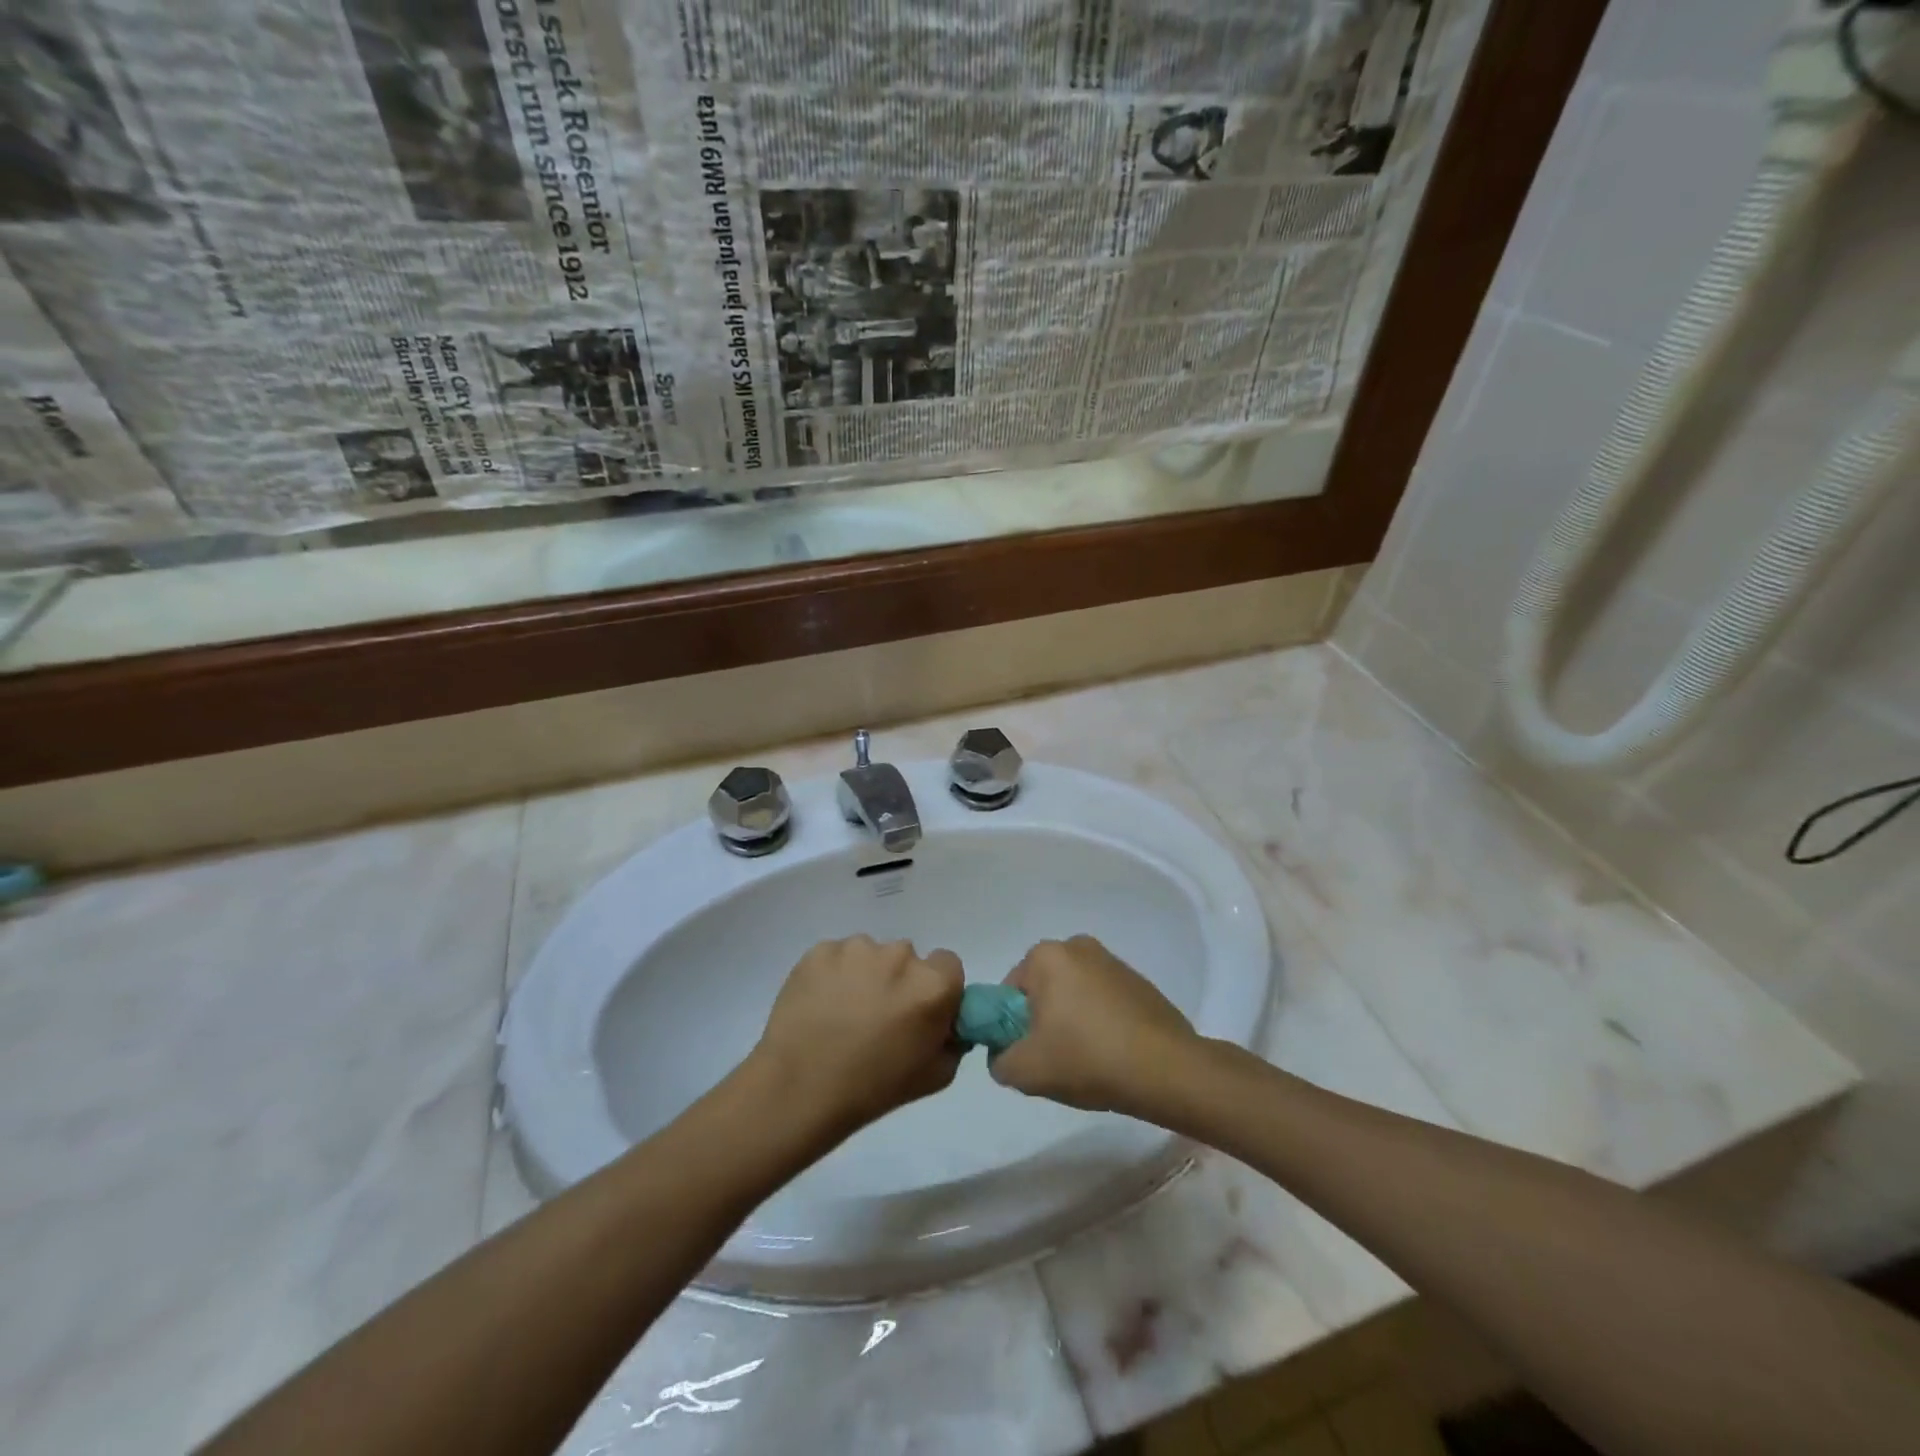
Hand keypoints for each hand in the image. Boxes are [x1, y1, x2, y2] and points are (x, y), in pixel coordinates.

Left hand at [748, 935, 964, 1137]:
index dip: (936, 988)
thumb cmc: (873, 1089)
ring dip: (865, 976)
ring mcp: (857, 948)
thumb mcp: (935, 1076)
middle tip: (878, 1017)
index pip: (948, 965)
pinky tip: (820, 1006)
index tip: (919, 1012)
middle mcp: (900, 955)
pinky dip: (833, 975)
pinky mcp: (821, 950)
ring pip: (870, 955)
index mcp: (932, 984)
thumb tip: (948, 1022)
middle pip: (907, 958)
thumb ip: (954, 1040)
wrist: (799, 1088)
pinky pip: (837, 957)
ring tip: (842, 1013)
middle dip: (898, 981)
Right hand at [989, 935, 1197, 1115]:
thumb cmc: (1087, 1058)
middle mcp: (1078, 946)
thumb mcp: (1025, 1071)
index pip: (1009, 993)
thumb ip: (999, 1060)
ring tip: (1086, 1062)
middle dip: (1043, 1023)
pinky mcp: (1139, 982)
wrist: (1166, 1070)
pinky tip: (1111, 1055)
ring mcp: (1112, 962)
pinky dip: (1100, 1024)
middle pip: (1042, 992)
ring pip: (1073, 997)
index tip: (1028, 1054)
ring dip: (1072, 1023)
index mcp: (1046, 955)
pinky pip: (1103, 1002)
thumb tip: (1004, 1055)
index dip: (1011, 1028)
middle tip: (1054, 1061)